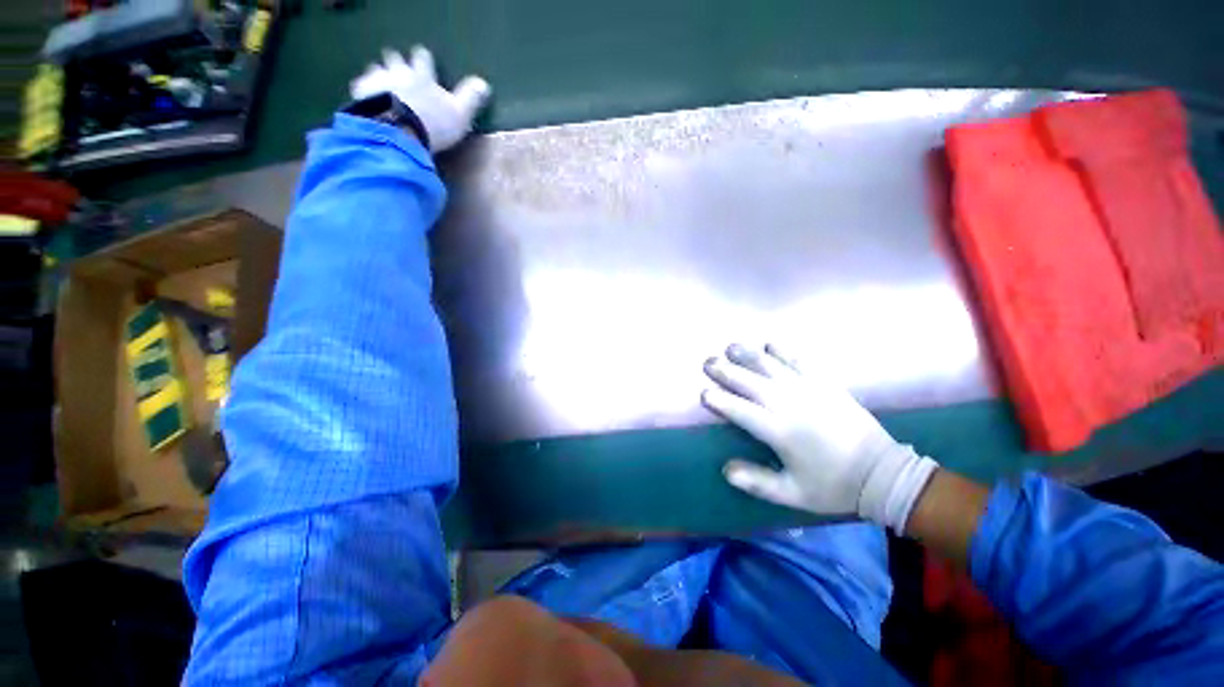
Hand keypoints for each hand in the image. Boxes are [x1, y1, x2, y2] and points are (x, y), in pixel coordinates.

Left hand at [351, 46, 491, 151]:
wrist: (398, 132)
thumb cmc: (433, 123)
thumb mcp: (460, 114)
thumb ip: (470, 98)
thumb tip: (484, 83)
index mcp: (422, 75)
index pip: (423, 58)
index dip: (423, 57)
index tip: (422, 56)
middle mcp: (399, 72)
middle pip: (395, 58)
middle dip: (396, 60)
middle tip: (396, 64)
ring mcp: (378, 81)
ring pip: (375, 69)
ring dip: (378, 74)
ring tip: (379, 82)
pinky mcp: (362, 95)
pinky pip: (360, 87)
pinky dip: (363, 90)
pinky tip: (365, 97)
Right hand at [702, 344, 937, 533]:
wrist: (882, 473)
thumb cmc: (833, 485)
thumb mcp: (793, 494)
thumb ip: (758, 483)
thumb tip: (726, 470)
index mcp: (781, 432)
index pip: (741, 411)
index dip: (720, 401)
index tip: (703, 393)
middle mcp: (791, 405)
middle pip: (751, 383)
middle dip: (726, 371)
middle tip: (708, 362)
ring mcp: (809, 390)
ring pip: (772, 367)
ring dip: (749, 356)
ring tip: (730, 347)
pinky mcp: (826, 384)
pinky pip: (800, 362)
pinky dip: (783, 351)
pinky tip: (769, 344)